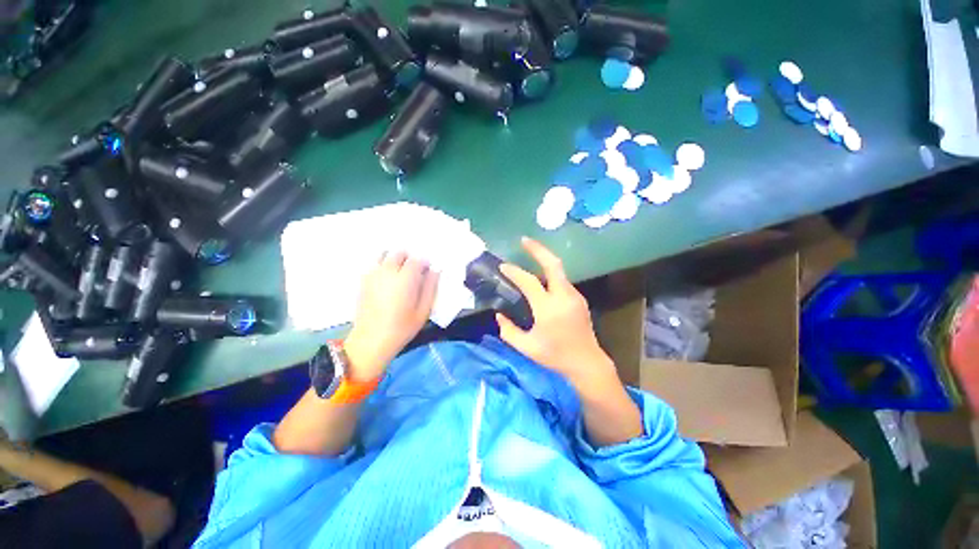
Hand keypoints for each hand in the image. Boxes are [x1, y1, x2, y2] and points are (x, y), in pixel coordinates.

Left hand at [344, 252, 438, 381]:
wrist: (372, 340)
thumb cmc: (402, 327)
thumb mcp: (424, 310)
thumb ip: (431, 287)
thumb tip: (435, 270)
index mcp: (405, 279)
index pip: (417, 260)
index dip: (424, 264)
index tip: (427, 273)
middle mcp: (388, 272)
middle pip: (399, 253)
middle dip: (409, 259)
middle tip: (414, 273)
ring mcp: (373, 275)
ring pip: (384, 254)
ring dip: (394, 259)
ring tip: (399, 273)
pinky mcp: (363, 281)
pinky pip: (374, 264)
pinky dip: (382, 265)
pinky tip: (386, 279)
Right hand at [496, 238, 617, 389]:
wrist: (587, 363)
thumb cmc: (555, 356)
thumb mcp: (527, 347)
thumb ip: (509, 331)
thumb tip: (499, 315)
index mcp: (549, 308)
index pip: (529, 282)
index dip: (515, 272)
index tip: (503, 266)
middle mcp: (563, 297)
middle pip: (553, 264)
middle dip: (538, 249)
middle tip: (524, 240)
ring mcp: (574, 296)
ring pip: (558, 270)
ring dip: (544, 260)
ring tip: (529, 257)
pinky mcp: (578, 299)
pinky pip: (561, 281)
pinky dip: (549, 274)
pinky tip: (541, 280)